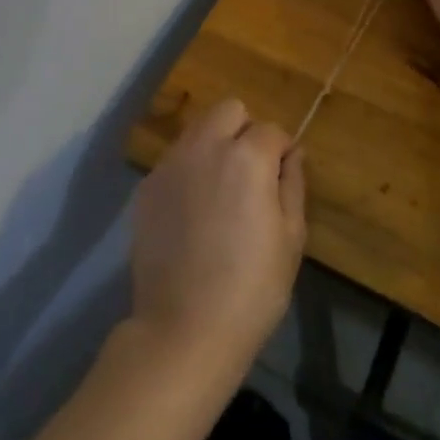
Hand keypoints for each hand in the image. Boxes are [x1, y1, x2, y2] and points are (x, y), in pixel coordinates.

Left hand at [129, 100, 305, 383]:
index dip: (281, 152)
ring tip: (220, 190)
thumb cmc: (252, 289)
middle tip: (250, 173)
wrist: (183, 328)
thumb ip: (293, 185)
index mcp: (246, 157)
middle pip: (228, 110)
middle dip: (244, 130)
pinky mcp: (146, 186)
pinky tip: (192, 211)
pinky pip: (174, 160)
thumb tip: (293, 154)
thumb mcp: (290, 239)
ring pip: (197, 129)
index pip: (271, 130)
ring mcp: (170, 164)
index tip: (282, 178)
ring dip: (214, 145)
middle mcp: (204, 146)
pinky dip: (188, 171)